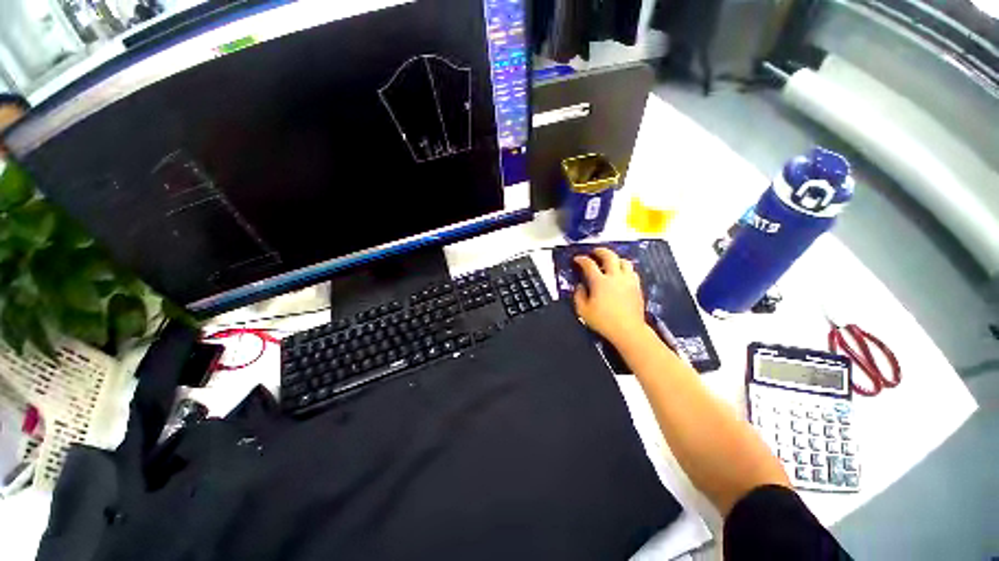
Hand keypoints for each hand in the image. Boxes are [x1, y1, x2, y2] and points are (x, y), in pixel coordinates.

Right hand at [573, 248, 647, 344]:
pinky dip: (625, 269)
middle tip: (595, 252)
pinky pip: (632, 271)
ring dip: (615, 258)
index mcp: (599, 281)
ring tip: (610, 261)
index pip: (589, 264)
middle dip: (600, 251)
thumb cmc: (603, 321)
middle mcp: (615, 277)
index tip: (577, 259)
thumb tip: (580, 286)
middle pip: (609, 256)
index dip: (582, 259)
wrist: (628, 330)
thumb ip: (578, 295)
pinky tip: (622, 274)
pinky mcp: (637, 287)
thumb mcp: (583, 310)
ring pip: (624, 261)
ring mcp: (628, 281)